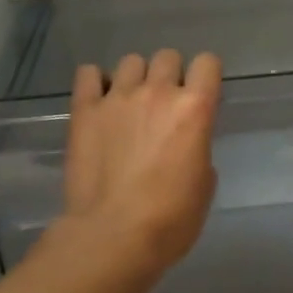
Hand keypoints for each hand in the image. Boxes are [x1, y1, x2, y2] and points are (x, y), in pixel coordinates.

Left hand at [60, 49, 221, 283]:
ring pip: (130, 61)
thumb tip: (185, 142)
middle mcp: (157, 92)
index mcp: (194, 109)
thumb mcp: (204, 184)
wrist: (113, 236)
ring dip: (135, 78)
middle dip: (170, 74)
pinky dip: (96, 82)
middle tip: (164, 103)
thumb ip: (198, 147)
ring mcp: (117, 98)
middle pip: (168, 56)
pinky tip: (99, 101)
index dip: (206, 76)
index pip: (208, 62)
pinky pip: (88, 73)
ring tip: (129, 104)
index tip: (201, 93)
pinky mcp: (84, 110)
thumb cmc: (170, 219)